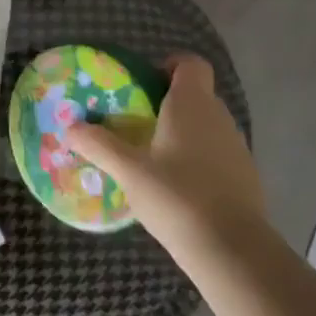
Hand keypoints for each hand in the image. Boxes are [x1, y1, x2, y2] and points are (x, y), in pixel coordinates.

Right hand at [66, 54, 263, 261]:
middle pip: (195, 94)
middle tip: (135, 123)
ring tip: (151, 157)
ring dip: (181, 133)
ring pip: (206, 125)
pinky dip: (197, 159)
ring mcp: (237, 147)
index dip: (170, 65)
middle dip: (166, 103)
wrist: (233, 251)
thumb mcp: (128, 171)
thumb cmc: (177, 196)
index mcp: (192, 104)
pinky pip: (216, 153)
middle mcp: (219, 117)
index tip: (144, 85)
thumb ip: (98, 145)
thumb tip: (69, 127)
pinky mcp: (245, 176)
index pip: (191, 63)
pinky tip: (176, 187)